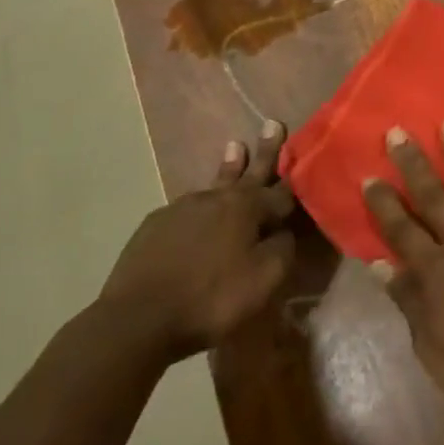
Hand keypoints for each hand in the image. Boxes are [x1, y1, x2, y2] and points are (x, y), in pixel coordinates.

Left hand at [97, 120, 296, 361]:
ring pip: (214, 185)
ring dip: (229, 167)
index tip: (306, 158)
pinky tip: (196, 213)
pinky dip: (198, 207)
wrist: (137, 320)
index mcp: (247, 207)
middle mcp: (216, 198)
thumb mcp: (264, 280)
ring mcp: (181, 209)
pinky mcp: (154, 226)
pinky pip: (186, 209)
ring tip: (235, 147)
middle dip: (265, 151)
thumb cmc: (211, 299)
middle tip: (272, 123)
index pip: (281, 191)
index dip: (296, 180)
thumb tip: (284, 231)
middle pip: (249, 172)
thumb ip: (283, 249)